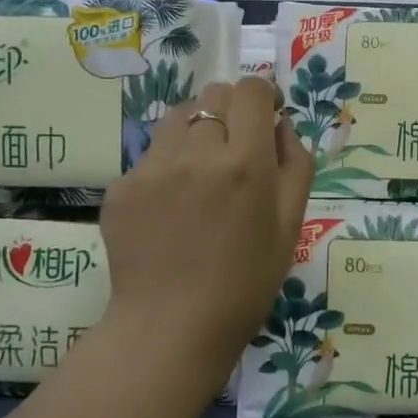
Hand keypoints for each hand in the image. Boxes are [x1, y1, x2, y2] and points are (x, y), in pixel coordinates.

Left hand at [96, 77, 313, 401]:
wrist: (173, 328)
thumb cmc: (247, 281)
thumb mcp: (291, 223)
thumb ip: (295, 163)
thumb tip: (281, 124)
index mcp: (245, 162)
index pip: (250, 90)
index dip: (262, 96)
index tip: (266, 117)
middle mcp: (197, 153)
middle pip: (213, 94)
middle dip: (231, 110)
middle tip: (237, 149)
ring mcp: (152, 168)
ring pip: (179, 117)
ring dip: (197, 129)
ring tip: (202, 173)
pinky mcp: (121, 187)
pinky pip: (152, 155)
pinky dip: (169, 166)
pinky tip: (173, 208)